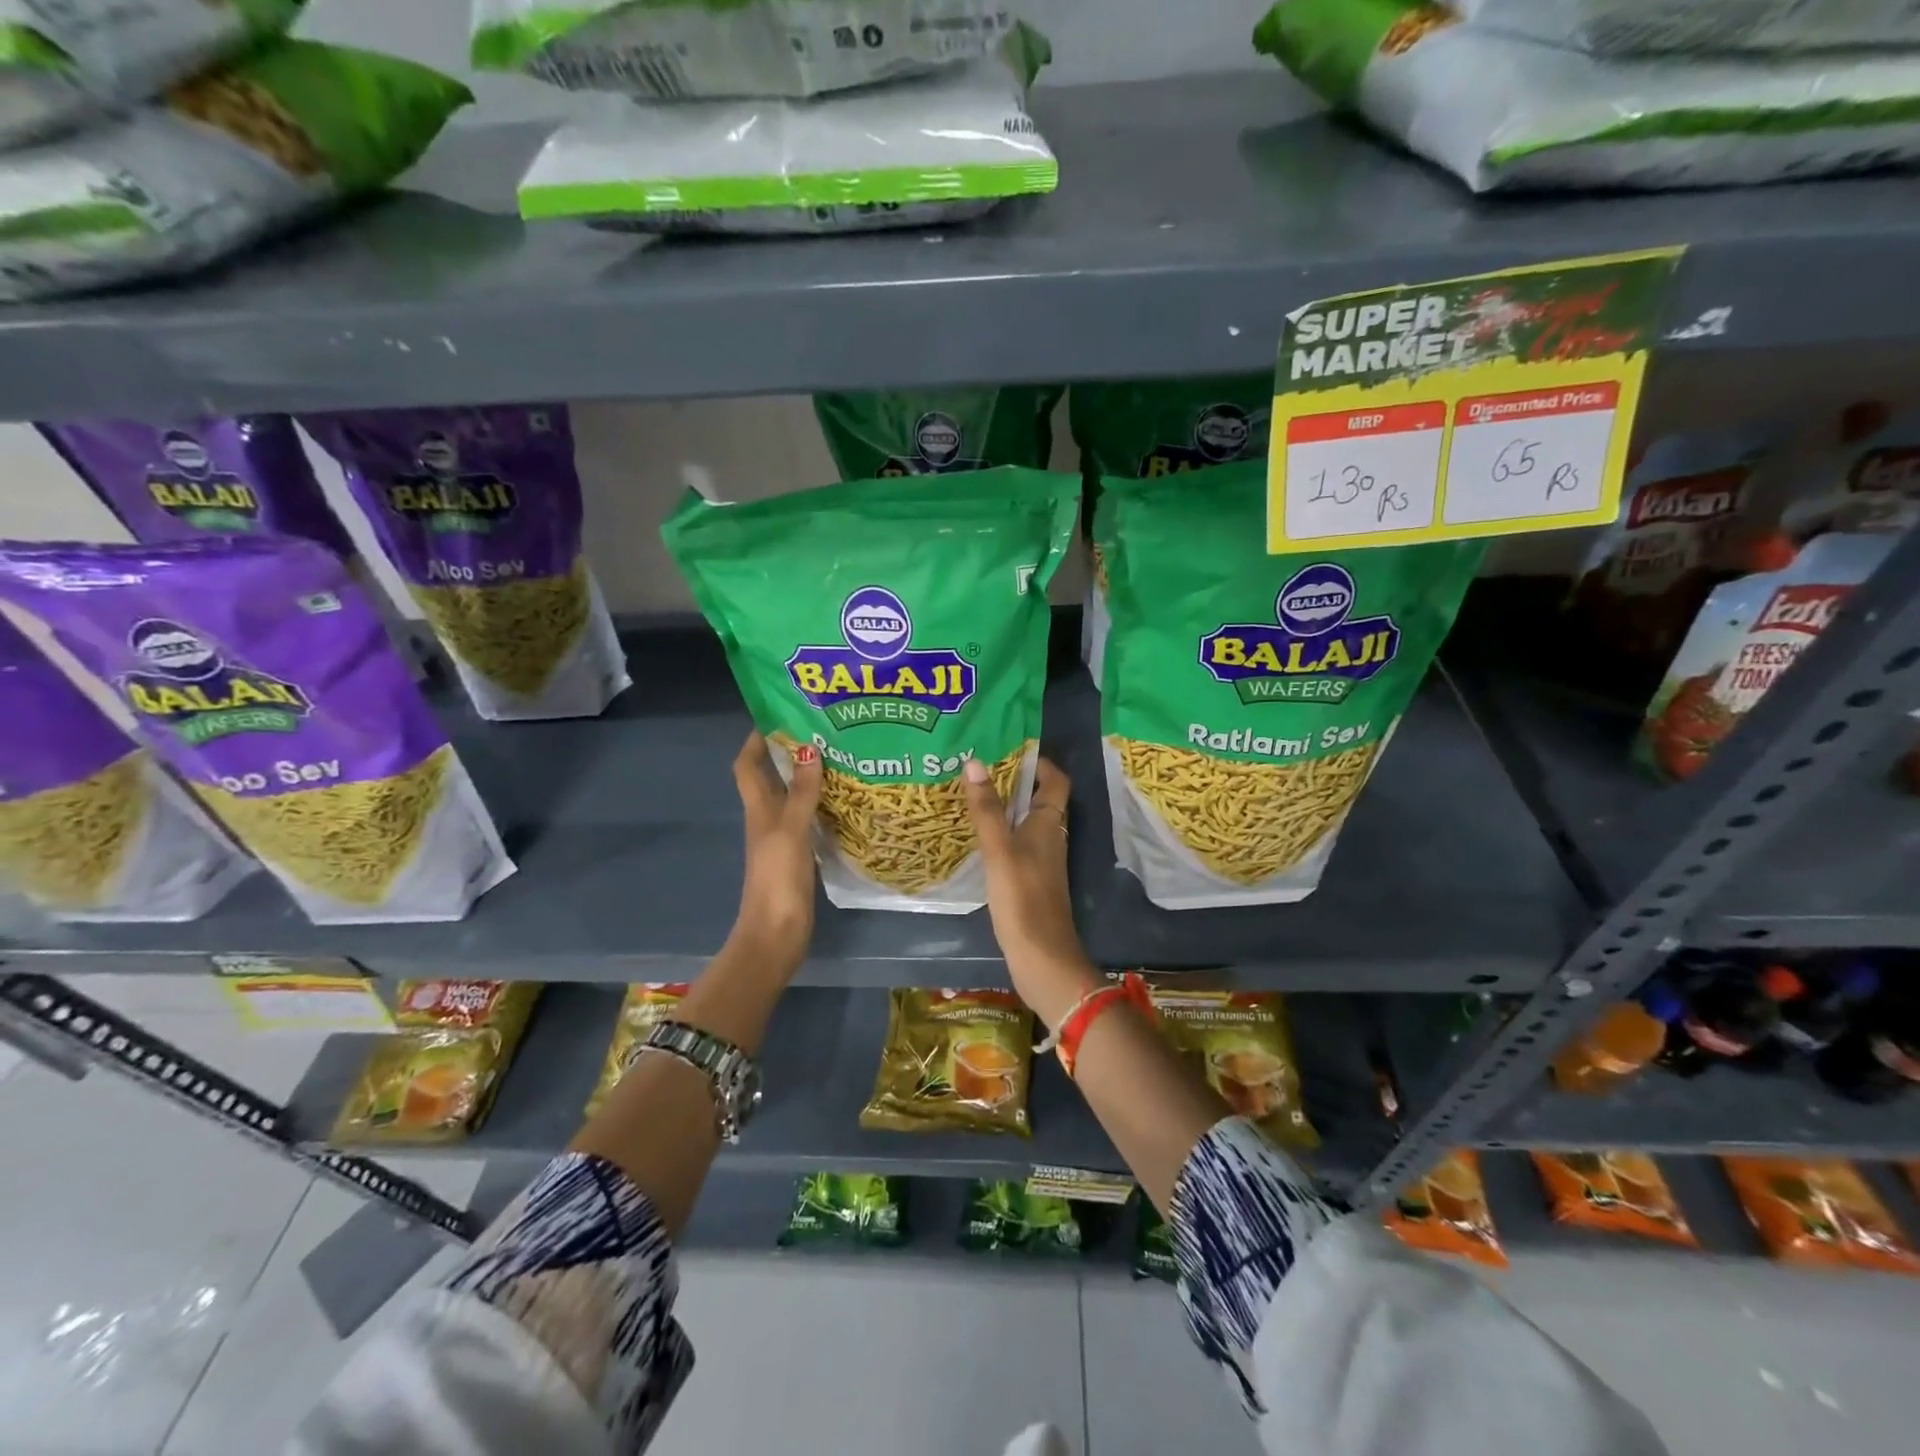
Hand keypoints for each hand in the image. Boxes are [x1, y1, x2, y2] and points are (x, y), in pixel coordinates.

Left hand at [730, 731, 822, 974]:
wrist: (777, 933)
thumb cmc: (778, 879)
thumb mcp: (790, 831)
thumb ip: (801, 793)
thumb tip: (809, 749)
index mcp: (759, 810)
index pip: (748, 765)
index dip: (756, 740)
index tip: (779, 716)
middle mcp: (768, 819)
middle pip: (772, 778)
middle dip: (789, 753)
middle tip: (822, 731)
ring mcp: (784, 838)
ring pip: (793, 797)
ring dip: (809, 778)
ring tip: (840, 757)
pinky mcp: (800, 855)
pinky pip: (810, 819)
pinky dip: (822, 805)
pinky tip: (846, 800)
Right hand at [962, 754, 1099, 1029]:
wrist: (1041, 957)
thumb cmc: (1023, 898)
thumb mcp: (1000, 849)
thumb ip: (986, 808)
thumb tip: (975, 762)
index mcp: (1050, 824)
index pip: (1056, 781)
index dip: (1040, 763)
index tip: (1010, 749)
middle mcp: (1050, 838)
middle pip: (1039, 799)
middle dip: (1014, 782)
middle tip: (978, 768)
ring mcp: (1040, 861)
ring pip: (1025, 823)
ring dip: (1004, 807)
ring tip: (970, 795)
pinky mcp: (1029, 881)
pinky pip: (1015, 845)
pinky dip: (999, 834)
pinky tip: (974, 837)